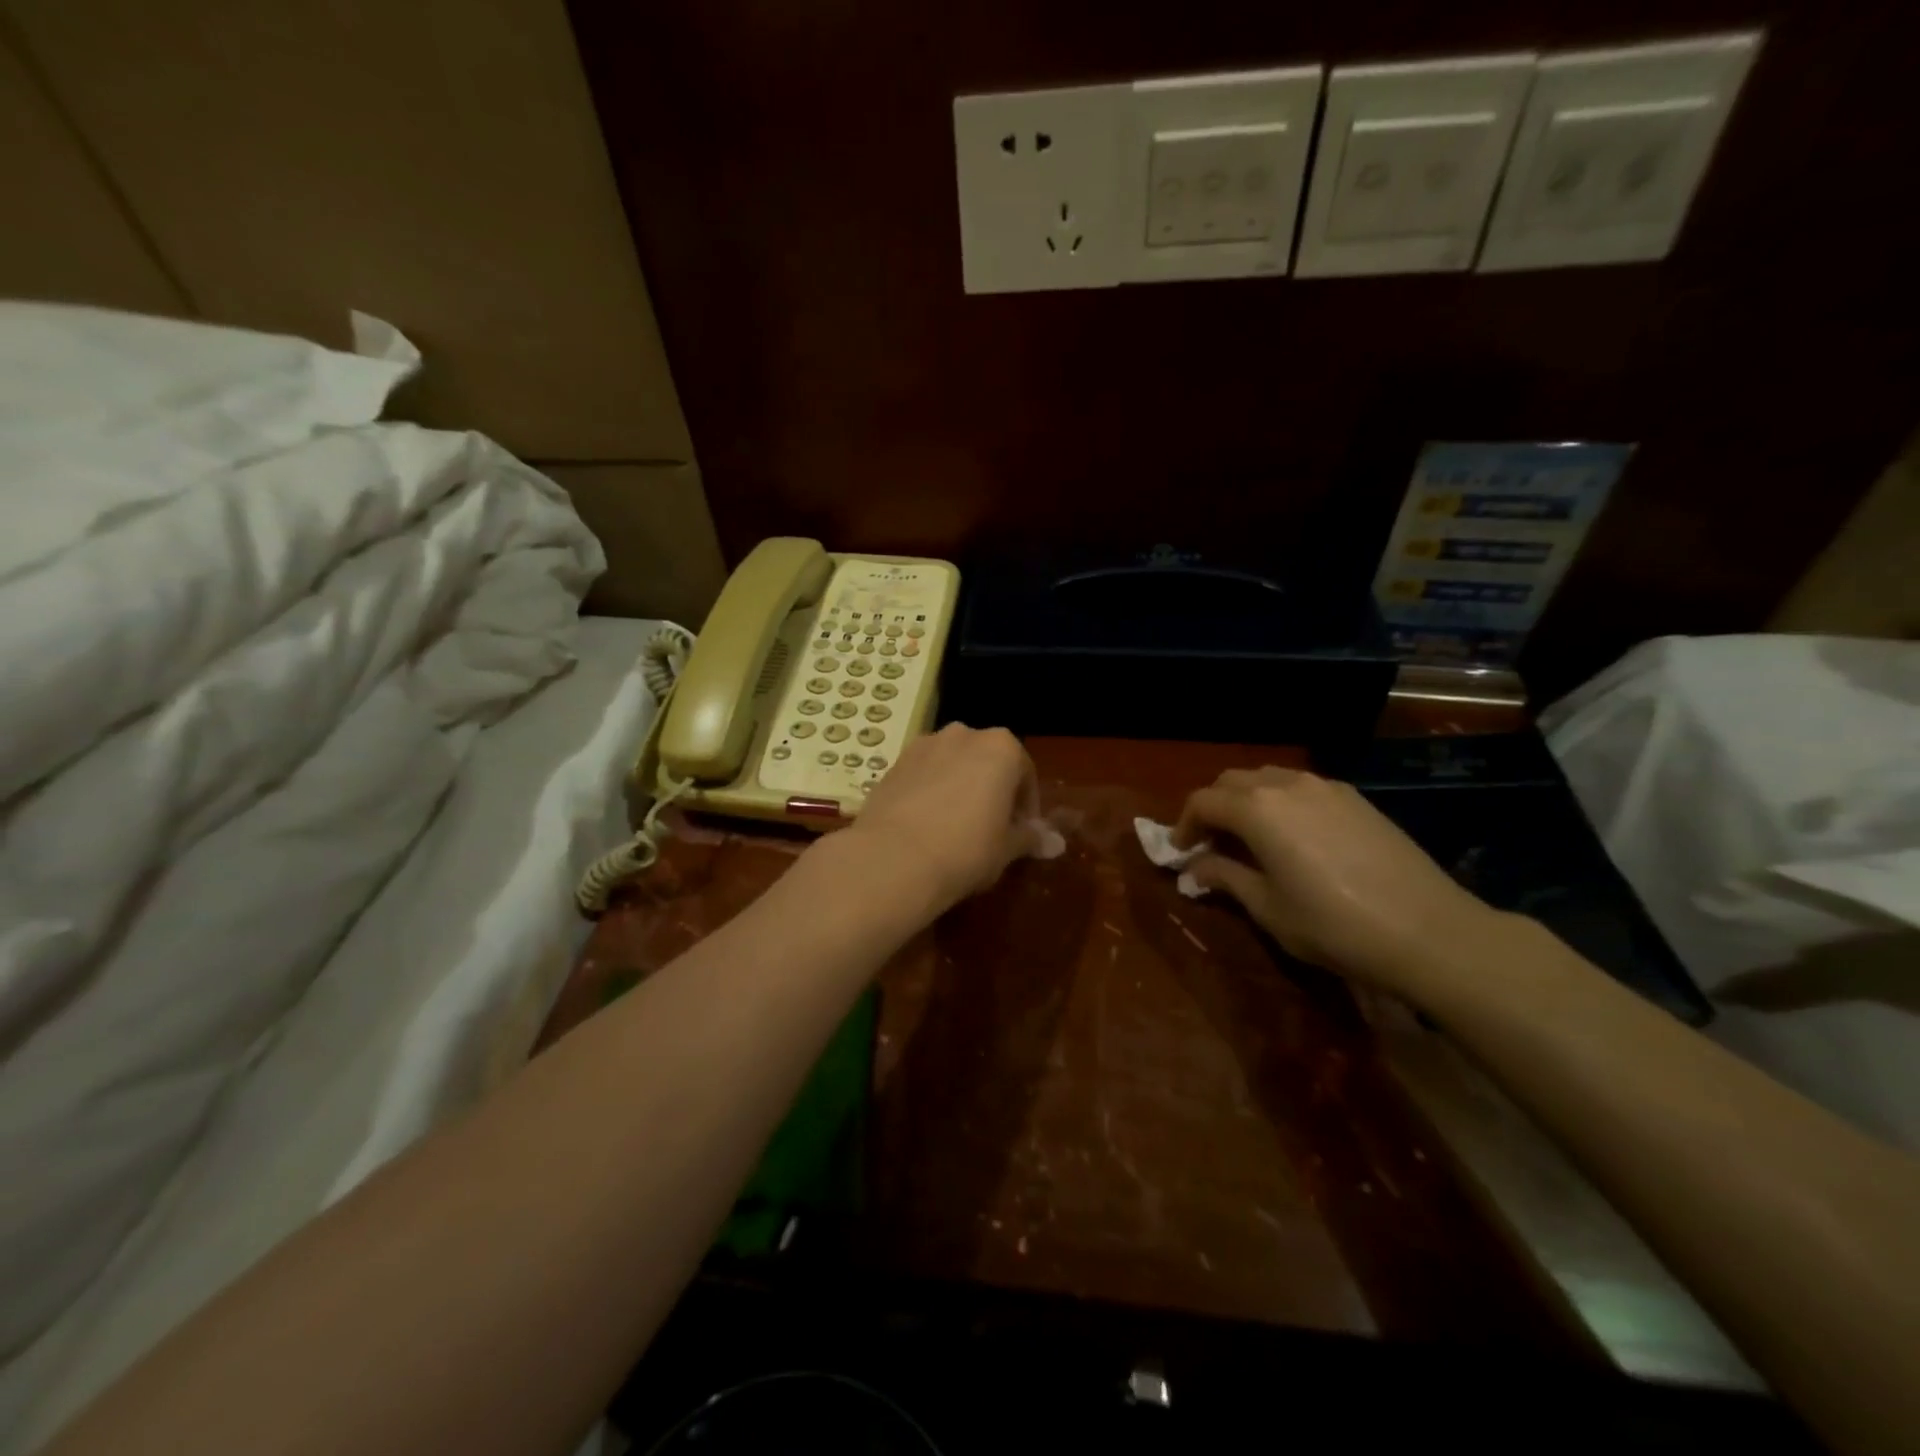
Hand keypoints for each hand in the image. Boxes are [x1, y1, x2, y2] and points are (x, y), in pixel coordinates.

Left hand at [845, 724, 1039, 913]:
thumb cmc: (966, 850)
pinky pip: (924, 775)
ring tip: (957, 828)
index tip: (1023, 833)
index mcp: (1001, 747)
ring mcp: (924, 745)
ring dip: (961, 788)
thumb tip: (1054, 842)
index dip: (1027, 806)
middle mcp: (964, 735)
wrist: (892, 858)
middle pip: (988, 762)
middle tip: (992, 830)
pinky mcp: (893, 763)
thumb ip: (1031, 837)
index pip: (1026, 773)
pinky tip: (927, 826)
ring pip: (954, 765)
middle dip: (994, 791)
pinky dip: (931, 792)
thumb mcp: (1007, 849)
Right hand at [1173, 766, 1504, 989]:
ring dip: (1247, 801)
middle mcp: (1287, 785)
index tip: (1180, 852)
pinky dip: (1281, 802)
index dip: (1184, 825)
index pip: (1203, 802)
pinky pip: (1302, 787)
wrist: (1429, 931)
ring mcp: (1326, 787)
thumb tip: (1196, 868)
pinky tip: (1293, 837)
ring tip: (1248, 838)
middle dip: (1212, 808)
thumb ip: (1226, 878)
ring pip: (1269, 779)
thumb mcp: (1268, 908)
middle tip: (1209, 844)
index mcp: (1257, 809)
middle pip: (1232, 782)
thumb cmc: (1333, 925)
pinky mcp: (1356, 799)